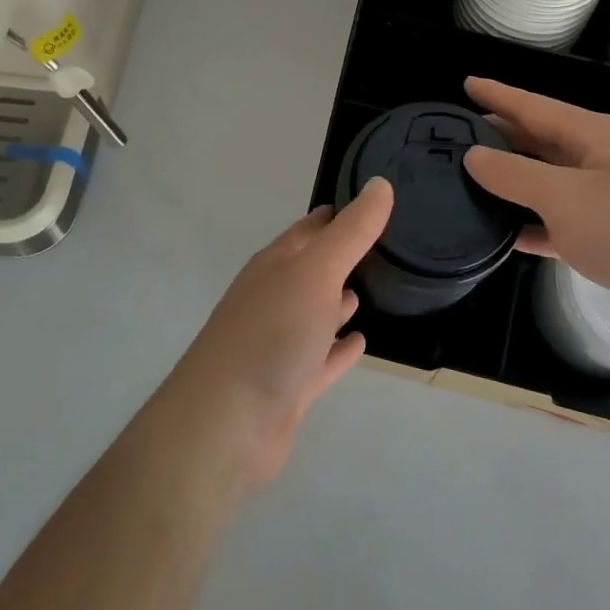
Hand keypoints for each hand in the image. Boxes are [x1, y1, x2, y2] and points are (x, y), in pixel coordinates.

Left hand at [167, 179, 391, 488]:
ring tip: (372, 287)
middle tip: (384, 244)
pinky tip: (361, 341)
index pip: (310, 229)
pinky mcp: (290, 385)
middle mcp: (275, 298)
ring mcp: (280, 343)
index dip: (338, 214)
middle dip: (342, 255)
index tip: (373, 202)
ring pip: (316, 312)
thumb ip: (352, 231)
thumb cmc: (272, 334)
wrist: (226, 425)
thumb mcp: (316, 271)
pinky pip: (322, 358)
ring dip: (338, 300)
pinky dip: (340, 348)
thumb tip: (380, 184)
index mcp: (276, 265)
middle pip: (312, 269)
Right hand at [462, 77, 609, 344]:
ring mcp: (606, 196)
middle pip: (541, 139)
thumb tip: (473, 155)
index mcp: (593, 135)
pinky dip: (533, 223)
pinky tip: (506, 234)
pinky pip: (559, 220)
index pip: (534, 106)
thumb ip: (514, 175)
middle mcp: (600, 158)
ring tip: (471, 179)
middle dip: (502, 134)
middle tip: (460, 134)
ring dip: (514, 180)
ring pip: (548, 180)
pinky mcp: (609, 234)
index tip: (466, 83)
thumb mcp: (564, 198)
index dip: (498, 94)